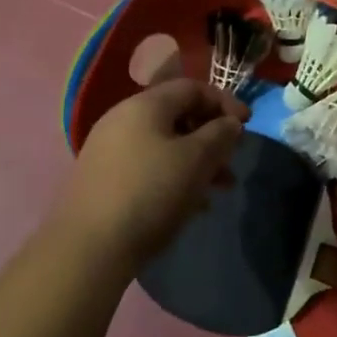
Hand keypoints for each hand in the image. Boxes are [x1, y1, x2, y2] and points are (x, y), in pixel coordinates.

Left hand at [60, 79, 248, 272]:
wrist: (88, 249)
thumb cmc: (151, 193)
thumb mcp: (197, 160)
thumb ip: (220, 135)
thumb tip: (230, 123)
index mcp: (145, 104)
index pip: (193, 87)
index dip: (225, 102)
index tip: (248, 126)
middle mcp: (123, 118)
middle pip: (178, 115)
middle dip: (212, 137)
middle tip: (232, 162)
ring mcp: (109, 149)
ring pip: (165, 144)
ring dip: (197, 161)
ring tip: (218, 190)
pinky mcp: (102, 179)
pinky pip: (148, 165)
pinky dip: (173, 176)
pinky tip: (189, 205)